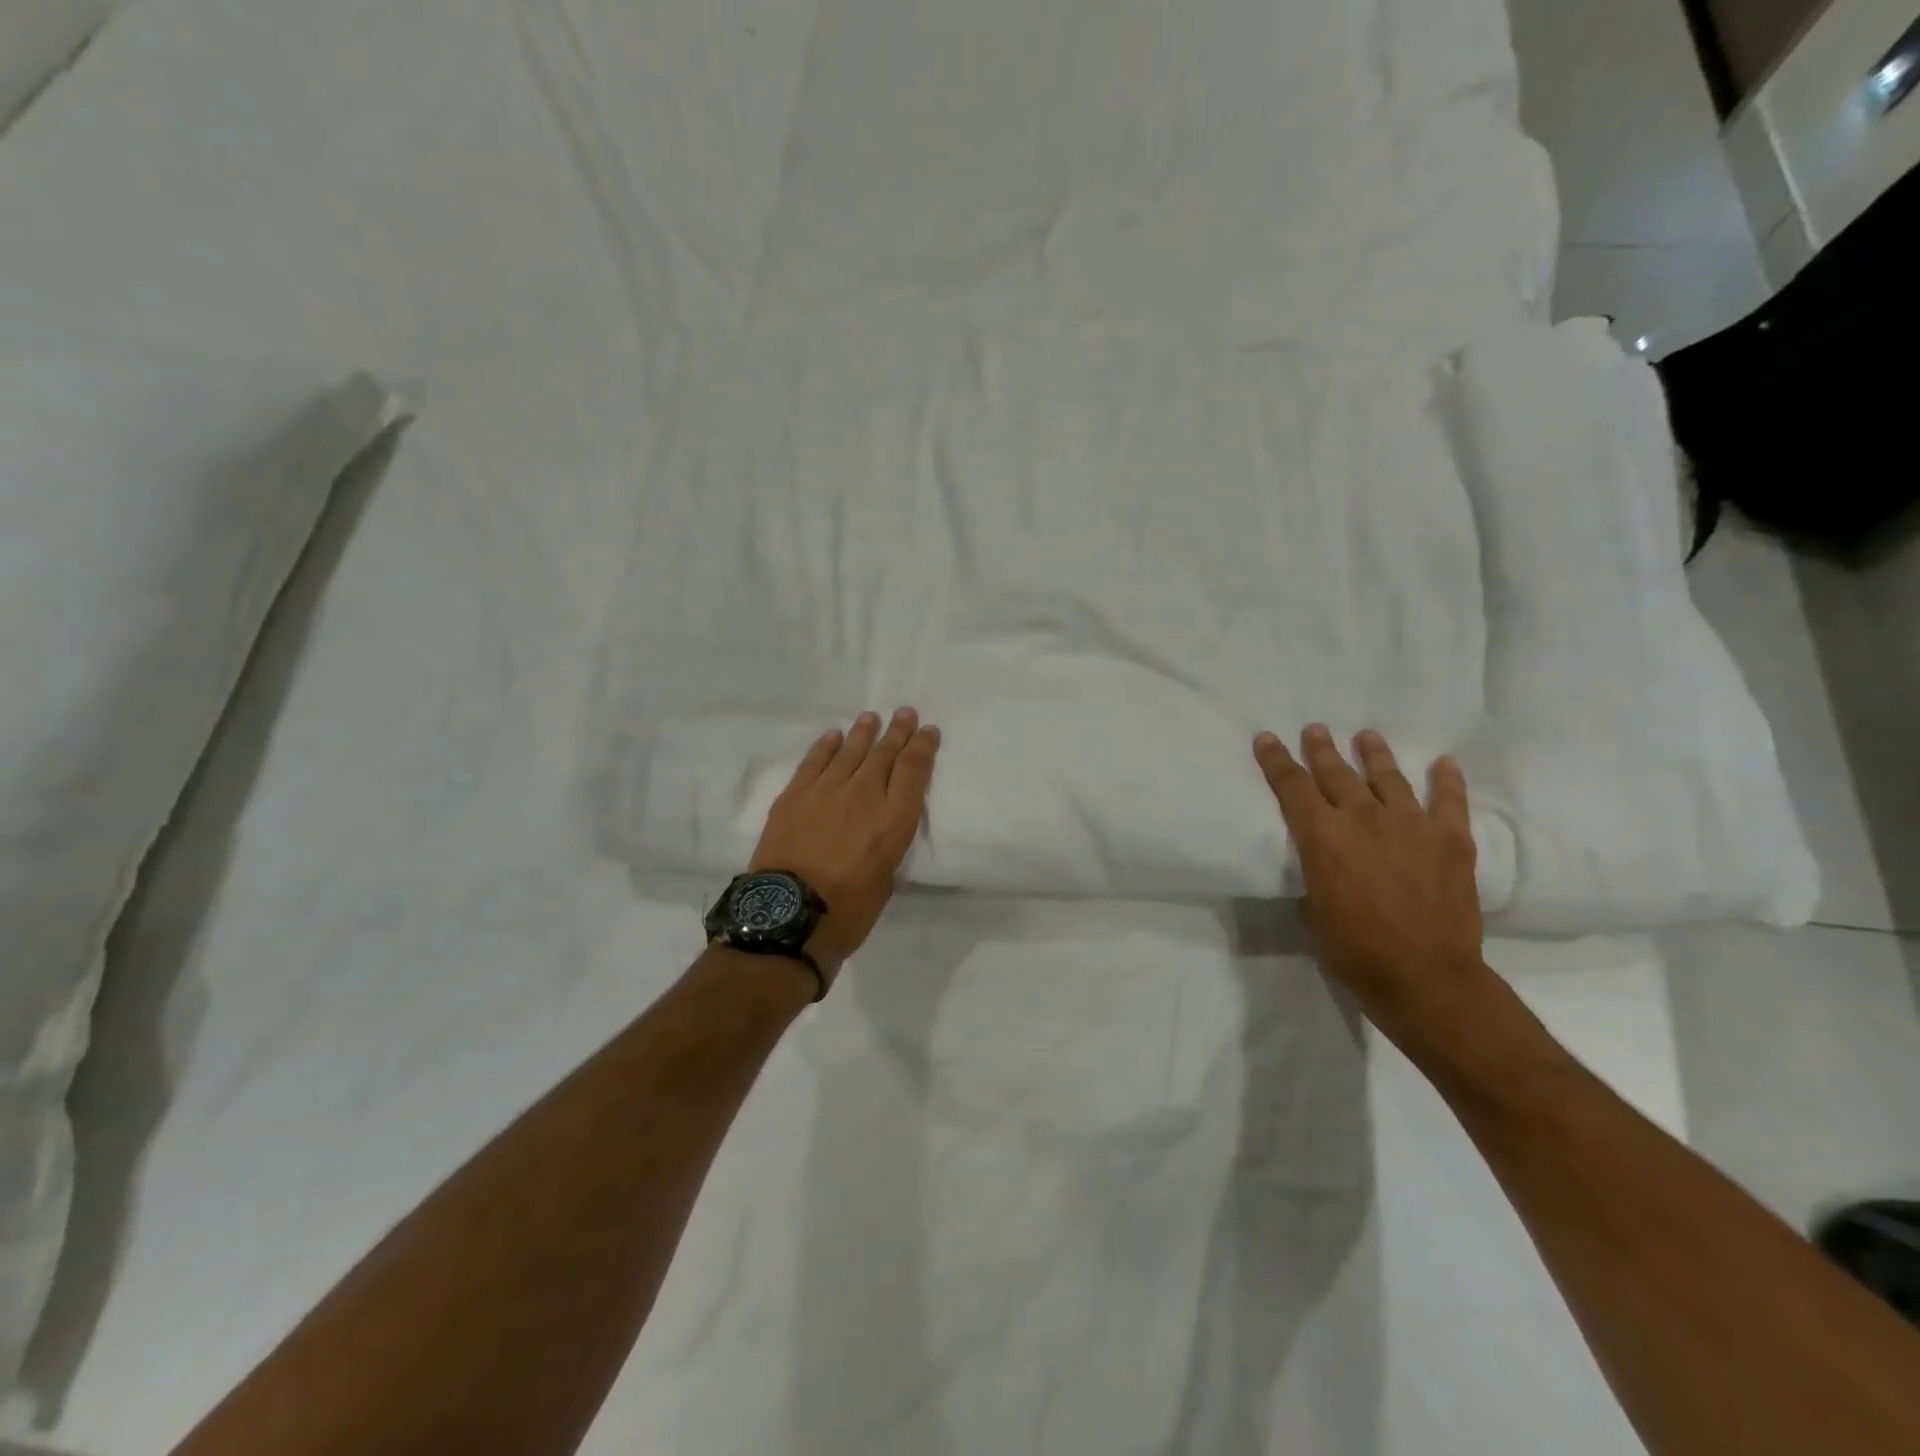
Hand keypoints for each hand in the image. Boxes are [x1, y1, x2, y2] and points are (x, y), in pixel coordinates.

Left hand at [751, 708, 941, 983]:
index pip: (914, 771)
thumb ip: (886, 849)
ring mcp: (827, 791)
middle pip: (885, 753)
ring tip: (871, 718)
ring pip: (850, 751)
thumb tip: (876, 834)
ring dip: (863, 732)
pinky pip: (814, 762)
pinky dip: (825, 746)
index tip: (929, 731)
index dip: (923, 747)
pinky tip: (833, 736)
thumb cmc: (847, 912)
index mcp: (894, 820)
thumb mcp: (885, 881)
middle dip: (898, 731)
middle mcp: (865, 795)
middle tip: (905, 713)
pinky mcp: (795, 795)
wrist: (788, 915)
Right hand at [1253, 724, 1492, 1046]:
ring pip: (1388, 777)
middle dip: (1321, 749)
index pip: (1291, 787)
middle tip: (1315, 729)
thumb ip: (1316, 873)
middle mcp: (1363, 819)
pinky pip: (1449, 801)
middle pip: (1337, 773)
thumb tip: (1322, 862)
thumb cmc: (1354, 950)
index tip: (1267, 739)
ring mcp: (1411, 825)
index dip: (1276, 761)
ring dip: (1375, 754)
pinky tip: (1443, 763)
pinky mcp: (1451, 839)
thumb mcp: (1313, 909)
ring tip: (1367, 737)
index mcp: (1322, 836)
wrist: (1425, 977)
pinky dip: (1446, 780)